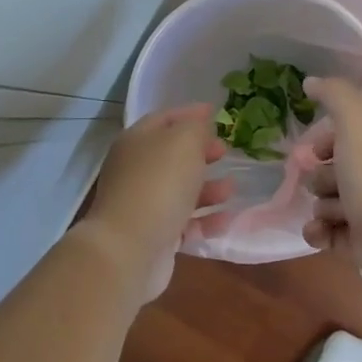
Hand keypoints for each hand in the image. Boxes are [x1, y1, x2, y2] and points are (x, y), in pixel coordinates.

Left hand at [76, 103, 232, 301]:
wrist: (130, 249)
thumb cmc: (159, 184)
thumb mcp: (184, 141)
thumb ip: (196, 128)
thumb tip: (200, 128)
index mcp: (136, 141)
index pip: (164, 119)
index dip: (190, 113)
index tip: (215, 112)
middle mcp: (136, 170)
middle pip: (172, 155)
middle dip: (201, 152)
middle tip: (225, 152)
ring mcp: (143, 204)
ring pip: (180, 190)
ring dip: (208, 188)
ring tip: (231, 188)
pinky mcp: (154, 235)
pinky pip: (185, 222)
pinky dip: (205, 219)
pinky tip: (226, 219)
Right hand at [301, 77, 361, 265]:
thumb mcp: (355, 120)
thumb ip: (335, 94)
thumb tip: (311, 82)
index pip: (345, 137)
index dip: (326, 140)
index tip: (316, 149)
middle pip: (330, 171)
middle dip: (319, 177)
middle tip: (327, 183)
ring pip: (324, 202)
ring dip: (321, 205)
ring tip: (332, 211)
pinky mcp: (355, 241)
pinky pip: (323, 231)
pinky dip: (317, 231)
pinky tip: (319, 230)